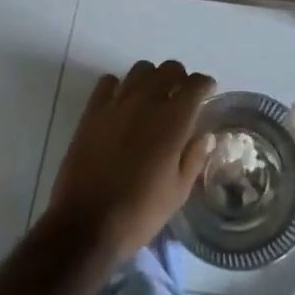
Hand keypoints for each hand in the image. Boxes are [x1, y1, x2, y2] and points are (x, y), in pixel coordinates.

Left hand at [46, 59, 215, 259]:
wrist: (86, 225)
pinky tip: (121, 103)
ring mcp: (117, 103)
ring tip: (152, 98)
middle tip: (180, 96)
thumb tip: (204, 136)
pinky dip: (119, 86)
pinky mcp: (92, 111)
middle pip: (169, 69)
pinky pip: (108, 81)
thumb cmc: (140, 212)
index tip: (207, 94)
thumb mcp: (178, 192)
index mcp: (174, 119)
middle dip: (180, 78)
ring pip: (141, 69)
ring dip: (151, 78)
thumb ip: (194, 157)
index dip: (205, 85)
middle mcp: (147, 101)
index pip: (196, 84)